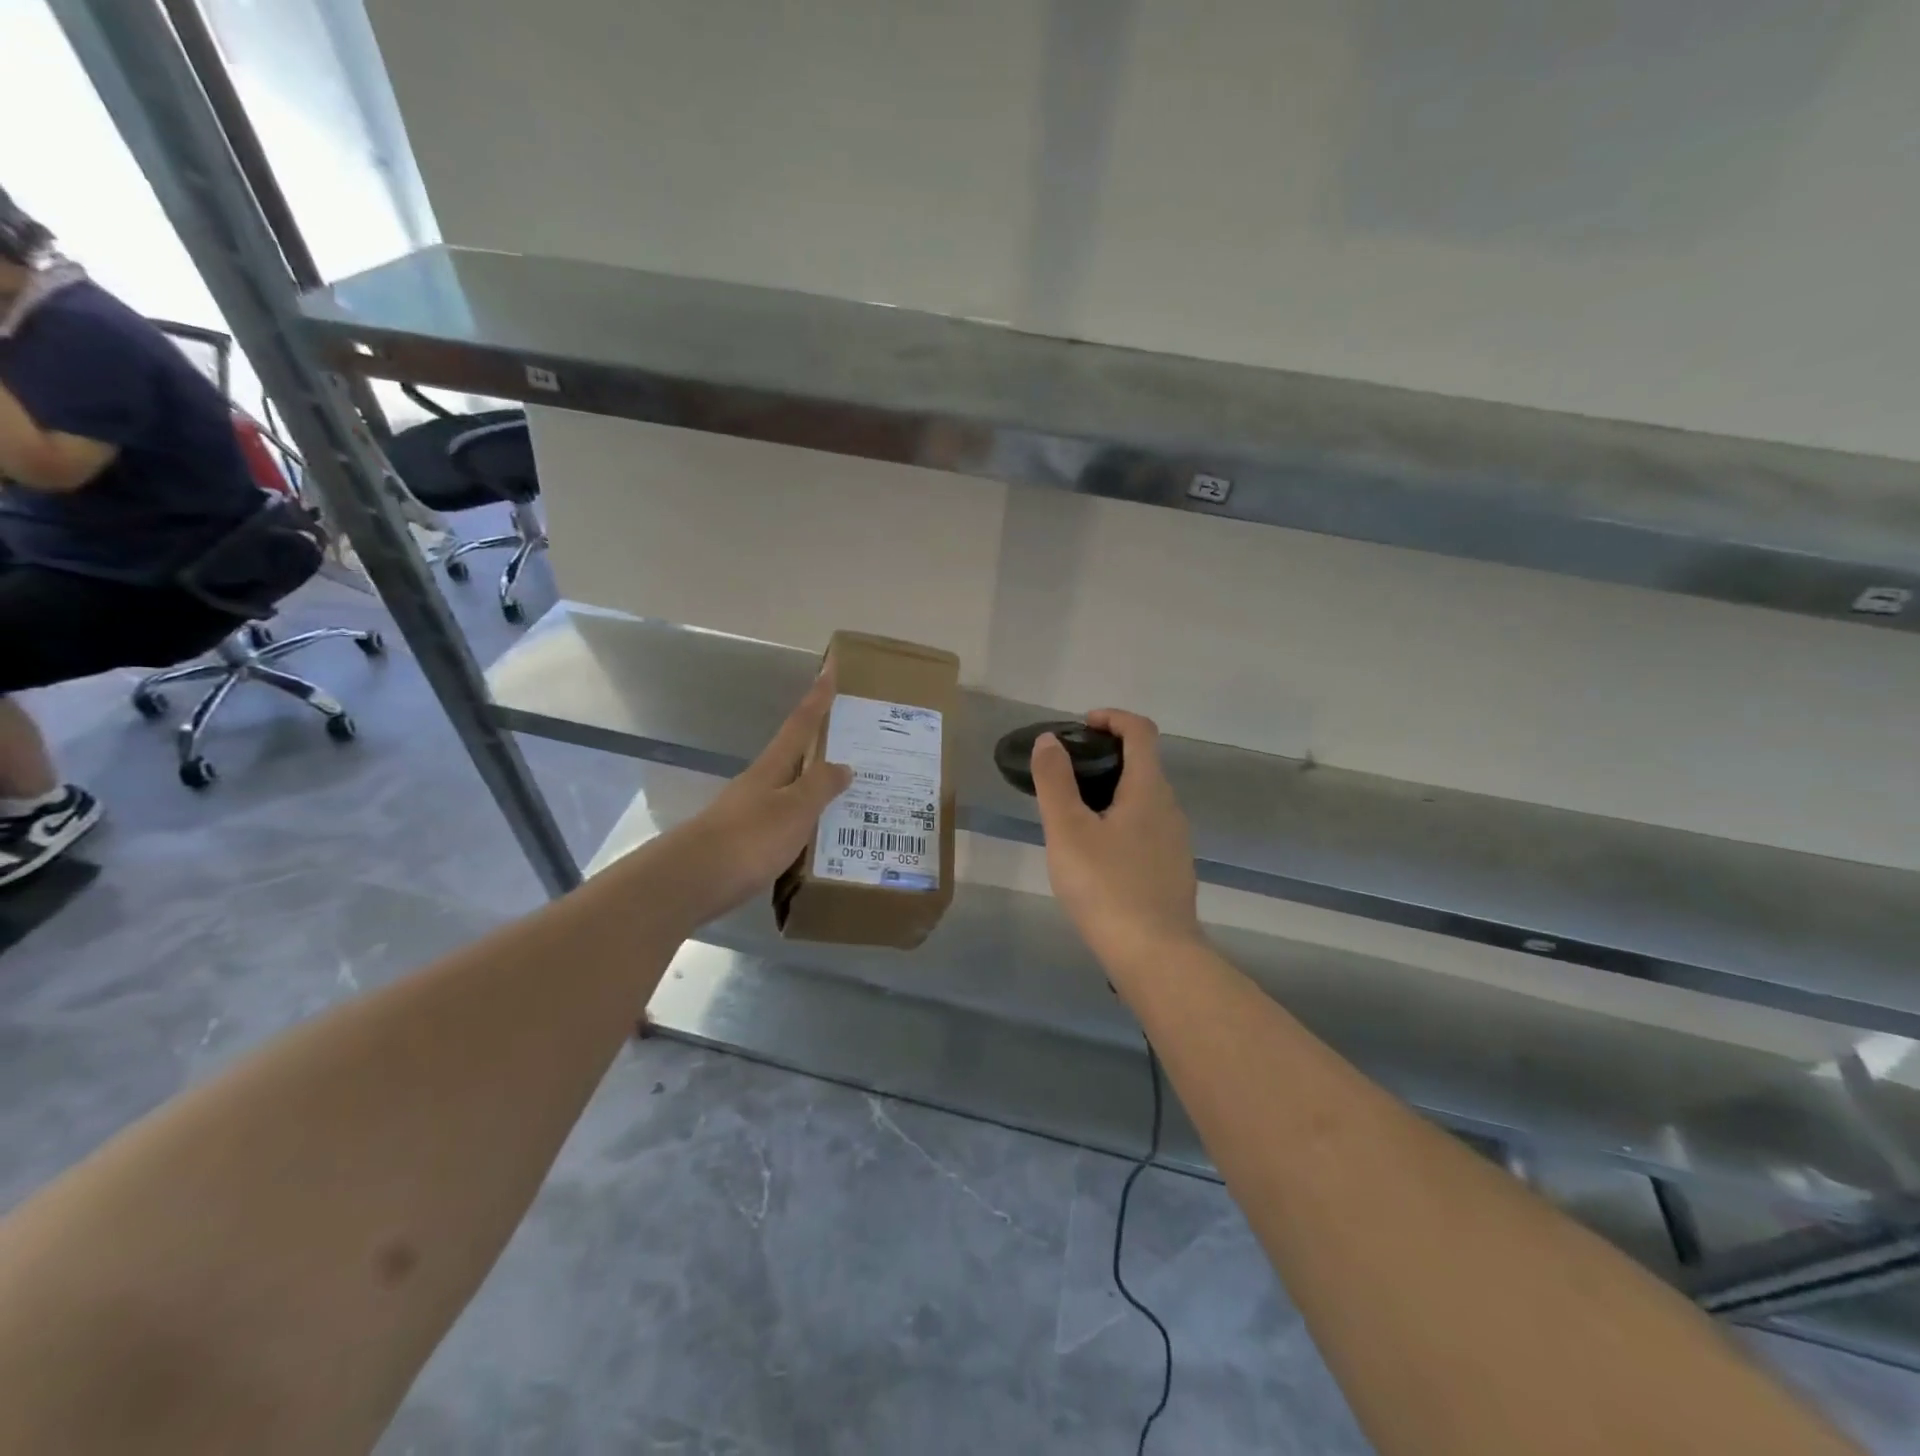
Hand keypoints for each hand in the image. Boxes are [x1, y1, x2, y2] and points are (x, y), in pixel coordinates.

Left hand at [666, 669, 852, 924]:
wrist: (692, 881)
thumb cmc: (749, 838)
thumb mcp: (794, 809)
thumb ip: (820, 786)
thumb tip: (843, 765)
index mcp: (773, 768)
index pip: (800, 724)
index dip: (817, 699)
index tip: (829, 670)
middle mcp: (760, 784)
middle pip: (794, 757)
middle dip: (821, 747)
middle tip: (856, 744)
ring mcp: (749, 813)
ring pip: (790, 792)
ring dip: (815, 789)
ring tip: (848, 796)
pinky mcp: (744, 843)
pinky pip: (785, 824)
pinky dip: (805, 823)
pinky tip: (819, 838)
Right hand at [1031, 709, 1202, 972]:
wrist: (1155, 955)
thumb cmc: (1106, 886)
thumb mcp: (1067, 830)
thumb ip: (1055, 781)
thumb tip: (1050, 740)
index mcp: (1148, 789)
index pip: (1141, 731)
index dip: (1112, 718)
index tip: (1081, 726)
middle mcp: (1169, 808)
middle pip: (1142, 764)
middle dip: (1105, 756)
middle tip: (1065, 773)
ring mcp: (1175, 841)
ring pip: (1143, 799)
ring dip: (1111, 791)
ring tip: (1073, 815)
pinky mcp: (1172, 870)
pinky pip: (1146, 829)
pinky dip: (1121, 821)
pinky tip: (1096, 854)